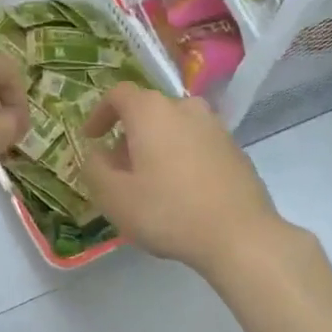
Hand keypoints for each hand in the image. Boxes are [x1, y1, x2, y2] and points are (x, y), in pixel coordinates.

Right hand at [80, 83, 287, 276]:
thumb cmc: (168, 211)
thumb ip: (94, 168)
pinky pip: (197, 144)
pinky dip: (182, 158)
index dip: (99, 113)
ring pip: (175, 128)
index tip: (91, 138)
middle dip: (128, 135)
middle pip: (148, 111)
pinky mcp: (235, 150)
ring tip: (150, 182)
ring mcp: (215, 127)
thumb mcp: (114, 196)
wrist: (240, 236)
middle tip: (118, 168)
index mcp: (152, 111)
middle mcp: (185, 108)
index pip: (119, 94)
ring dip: (157, 146)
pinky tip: (181, 192)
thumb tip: (97, 153)